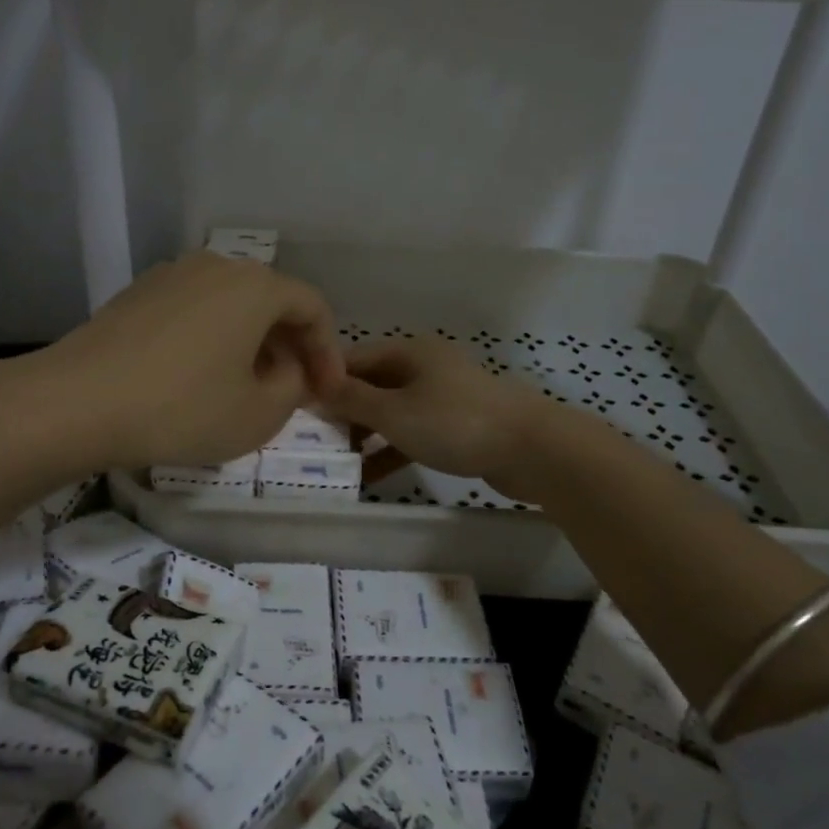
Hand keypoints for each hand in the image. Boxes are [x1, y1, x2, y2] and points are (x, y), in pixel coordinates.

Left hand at [43, 252, 345, 469]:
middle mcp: (216, 266)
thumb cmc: (181, 408)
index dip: (328, 352)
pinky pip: (195, 309)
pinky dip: (213, 336)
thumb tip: (288, 370)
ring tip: (247, 383)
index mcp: (255, 286)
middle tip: (293, 388)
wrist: (75, 402)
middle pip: (271, 300)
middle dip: (290, 345)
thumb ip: (293, 388)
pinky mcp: (137, 293)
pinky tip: (199, 374)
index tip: (325, 393)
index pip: (312, 307)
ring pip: (231, 304)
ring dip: (251, 340)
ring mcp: (171, 274)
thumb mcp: (258, 414)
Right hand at [325, 338, 553, 500]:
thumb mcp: (394, 412)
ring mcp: (441, 397)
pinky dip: (390, 451)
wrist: (533, 448)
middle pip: (370, 385)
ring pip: (390, 412)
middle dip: (342, 413)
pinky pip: (411, 433)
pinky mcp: (456, 426)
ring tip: (335, 463)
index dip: (323, 382)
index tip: (295, 409)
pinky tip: (369, 477)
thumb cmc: (455, 422)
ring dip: (364, 436)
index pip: (352, 360)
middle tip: (311, 442)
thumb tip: (313, 386)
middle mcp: (422, 367)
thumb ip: (352, 400)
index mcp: (408, 352)